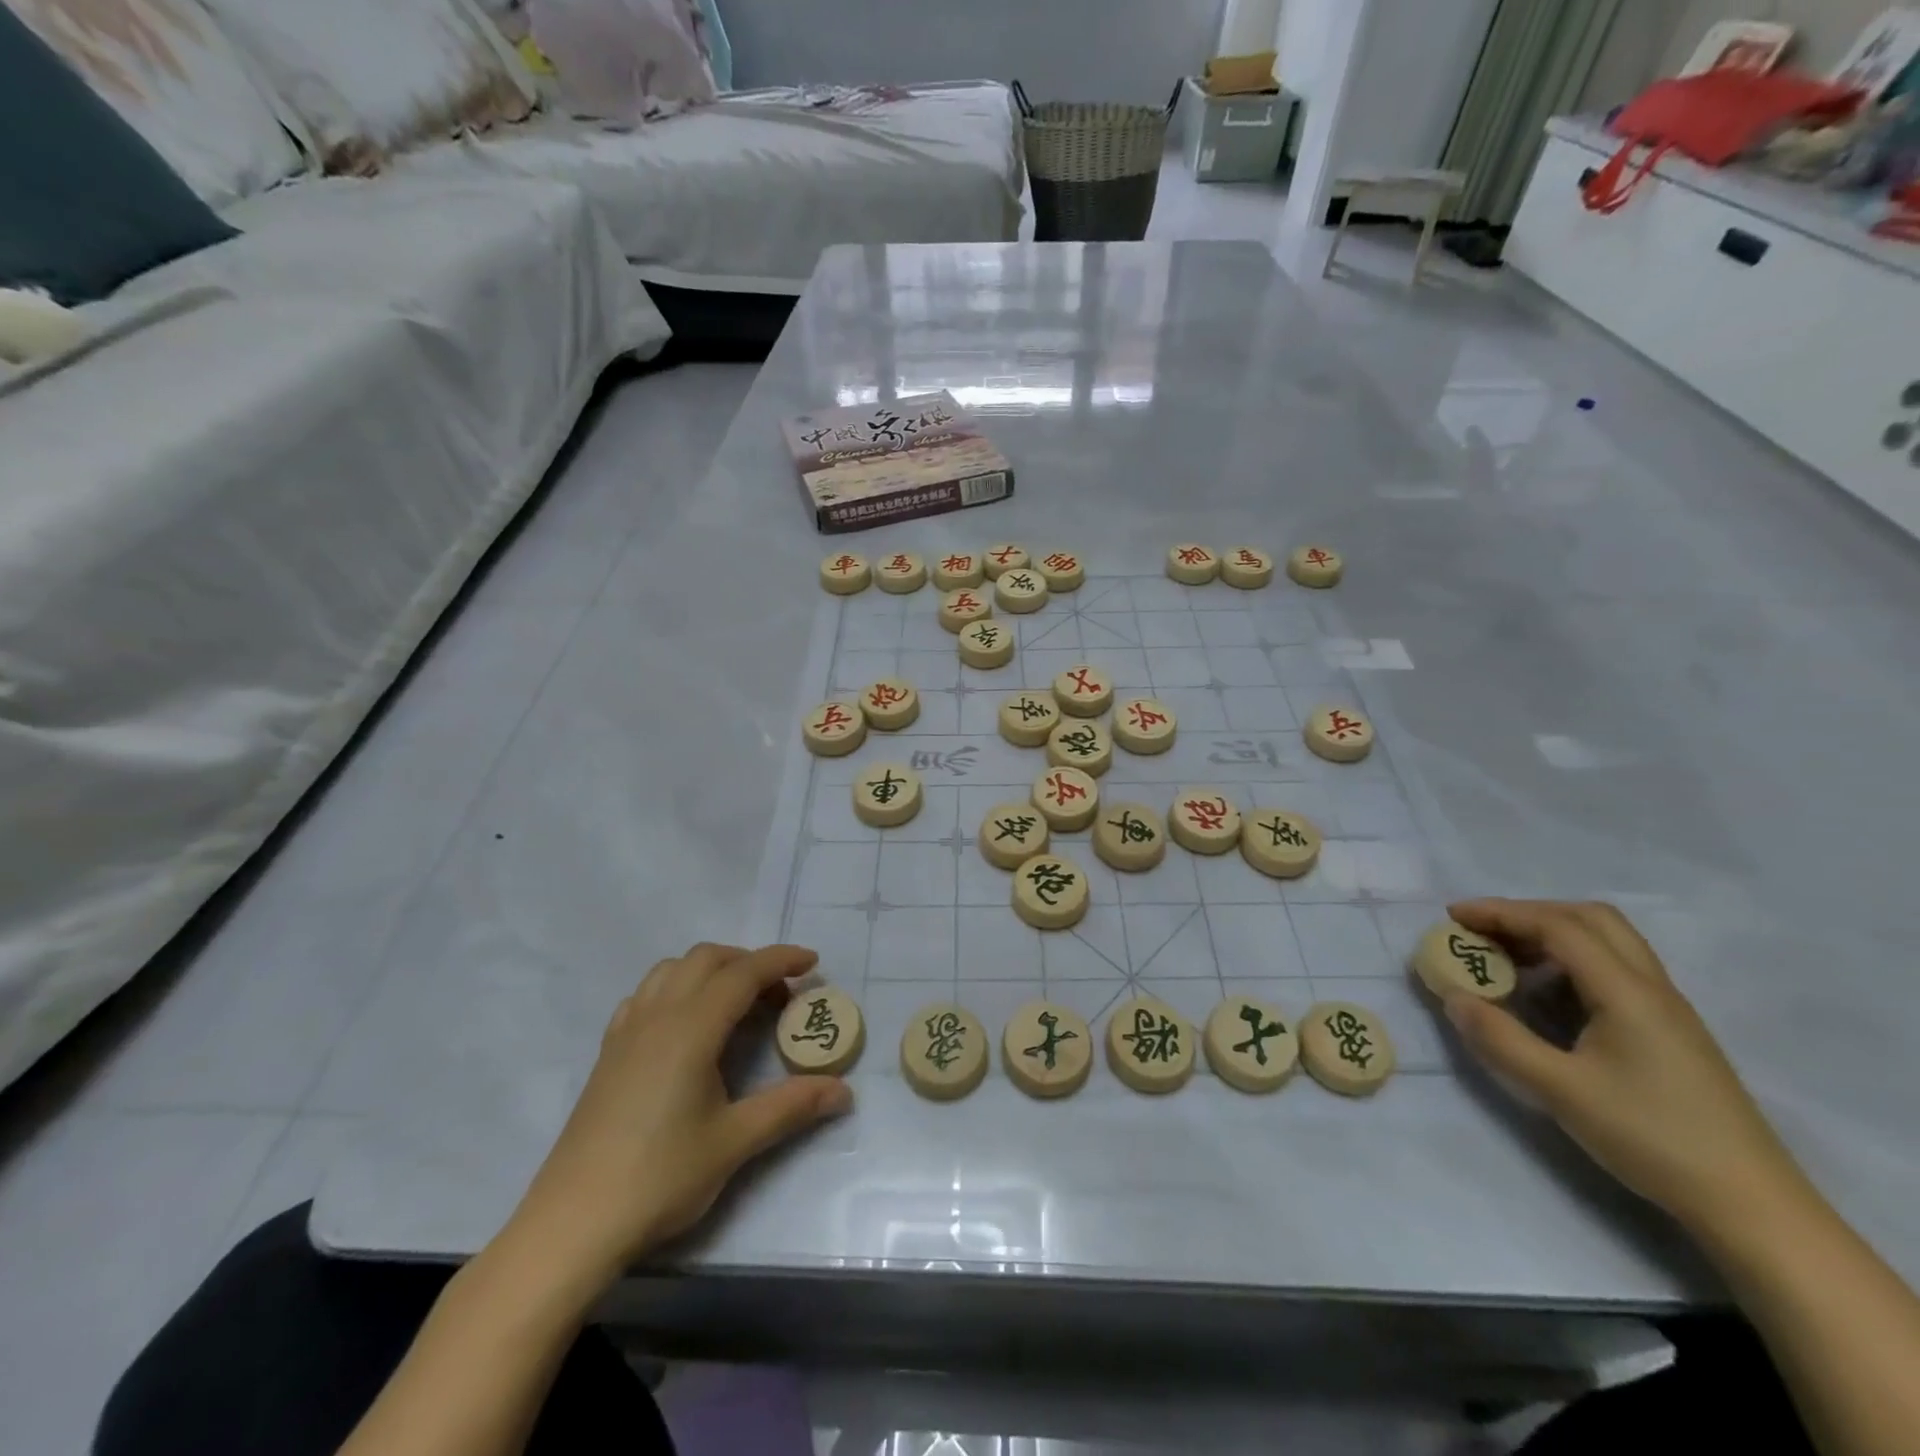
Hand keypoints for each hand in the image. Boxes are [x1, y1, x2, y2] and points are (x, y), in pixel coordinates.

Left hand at [506, 943, 851, 1290]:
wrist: (571, 1224)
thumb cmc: (659, 1178)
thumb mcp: (734, 1142)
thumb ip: (790, 1107)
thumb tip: (844, 1091)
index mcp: (690, 1028)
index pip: (743, 973)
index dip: (781, 960)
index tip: (813, 962)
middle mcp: (657, 1016)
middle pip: (707, 959)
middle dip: (749, 962)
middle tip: (779, 995)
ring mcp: (626, 1032)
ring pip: (672, 970)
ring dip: (711, 970)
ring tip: (736, 1004)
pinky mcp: (608, 1053)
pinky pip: (646, 995)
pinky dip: (676, 989)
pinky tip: (686, 1026)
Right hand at [1442, 899, 1803, 1237]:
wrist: (1752, 1206)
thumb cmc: (1652, 1138)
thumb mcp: (1560, 1090)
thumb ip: (1499, 1038)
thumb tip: (1452, 996)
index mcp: (1627, 992)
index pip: (1558, 926)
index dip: (1501, 913)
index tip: (1453, 917)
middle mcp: (1651, 987)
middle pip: (1590, 919)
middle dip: (1528, 913)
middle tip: (1481, 931)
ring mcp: (1666, 1009)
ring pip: (1607, 942)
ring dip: (1551, 934)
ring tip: (1505, 959)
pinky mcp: (1669, 1032)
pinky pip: (1614, 969)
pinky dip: (1570, 960)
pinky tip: (1547, 994)